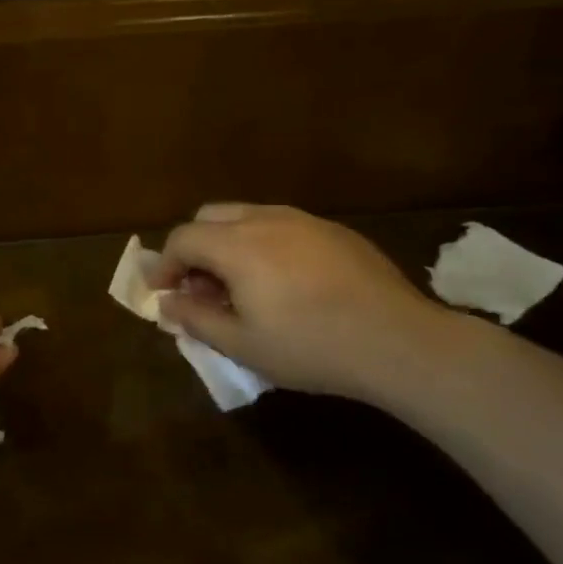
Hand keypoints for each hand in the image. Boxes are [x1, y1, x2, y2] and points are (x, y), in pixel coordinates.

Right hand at [152, 203, 458, 403]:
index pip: (183, 238)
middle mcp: (266, 219)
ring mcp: (304, 220)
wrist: (398, 341)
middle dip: (194, 248)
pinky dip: (264, 245)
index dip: (165, 265)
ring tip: (240, 285)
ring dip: (229, 244)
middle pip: (210, 217)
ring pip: (248, 216)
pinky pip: (283, 226)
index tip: (163, 292)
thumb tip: (166, 303)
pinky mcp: (335, 231)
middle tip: (200, 287)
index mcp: (238, 244)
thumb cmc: (311, 346)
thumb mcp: (242, 344)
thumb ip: (195, 318)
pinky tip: (284, 282)